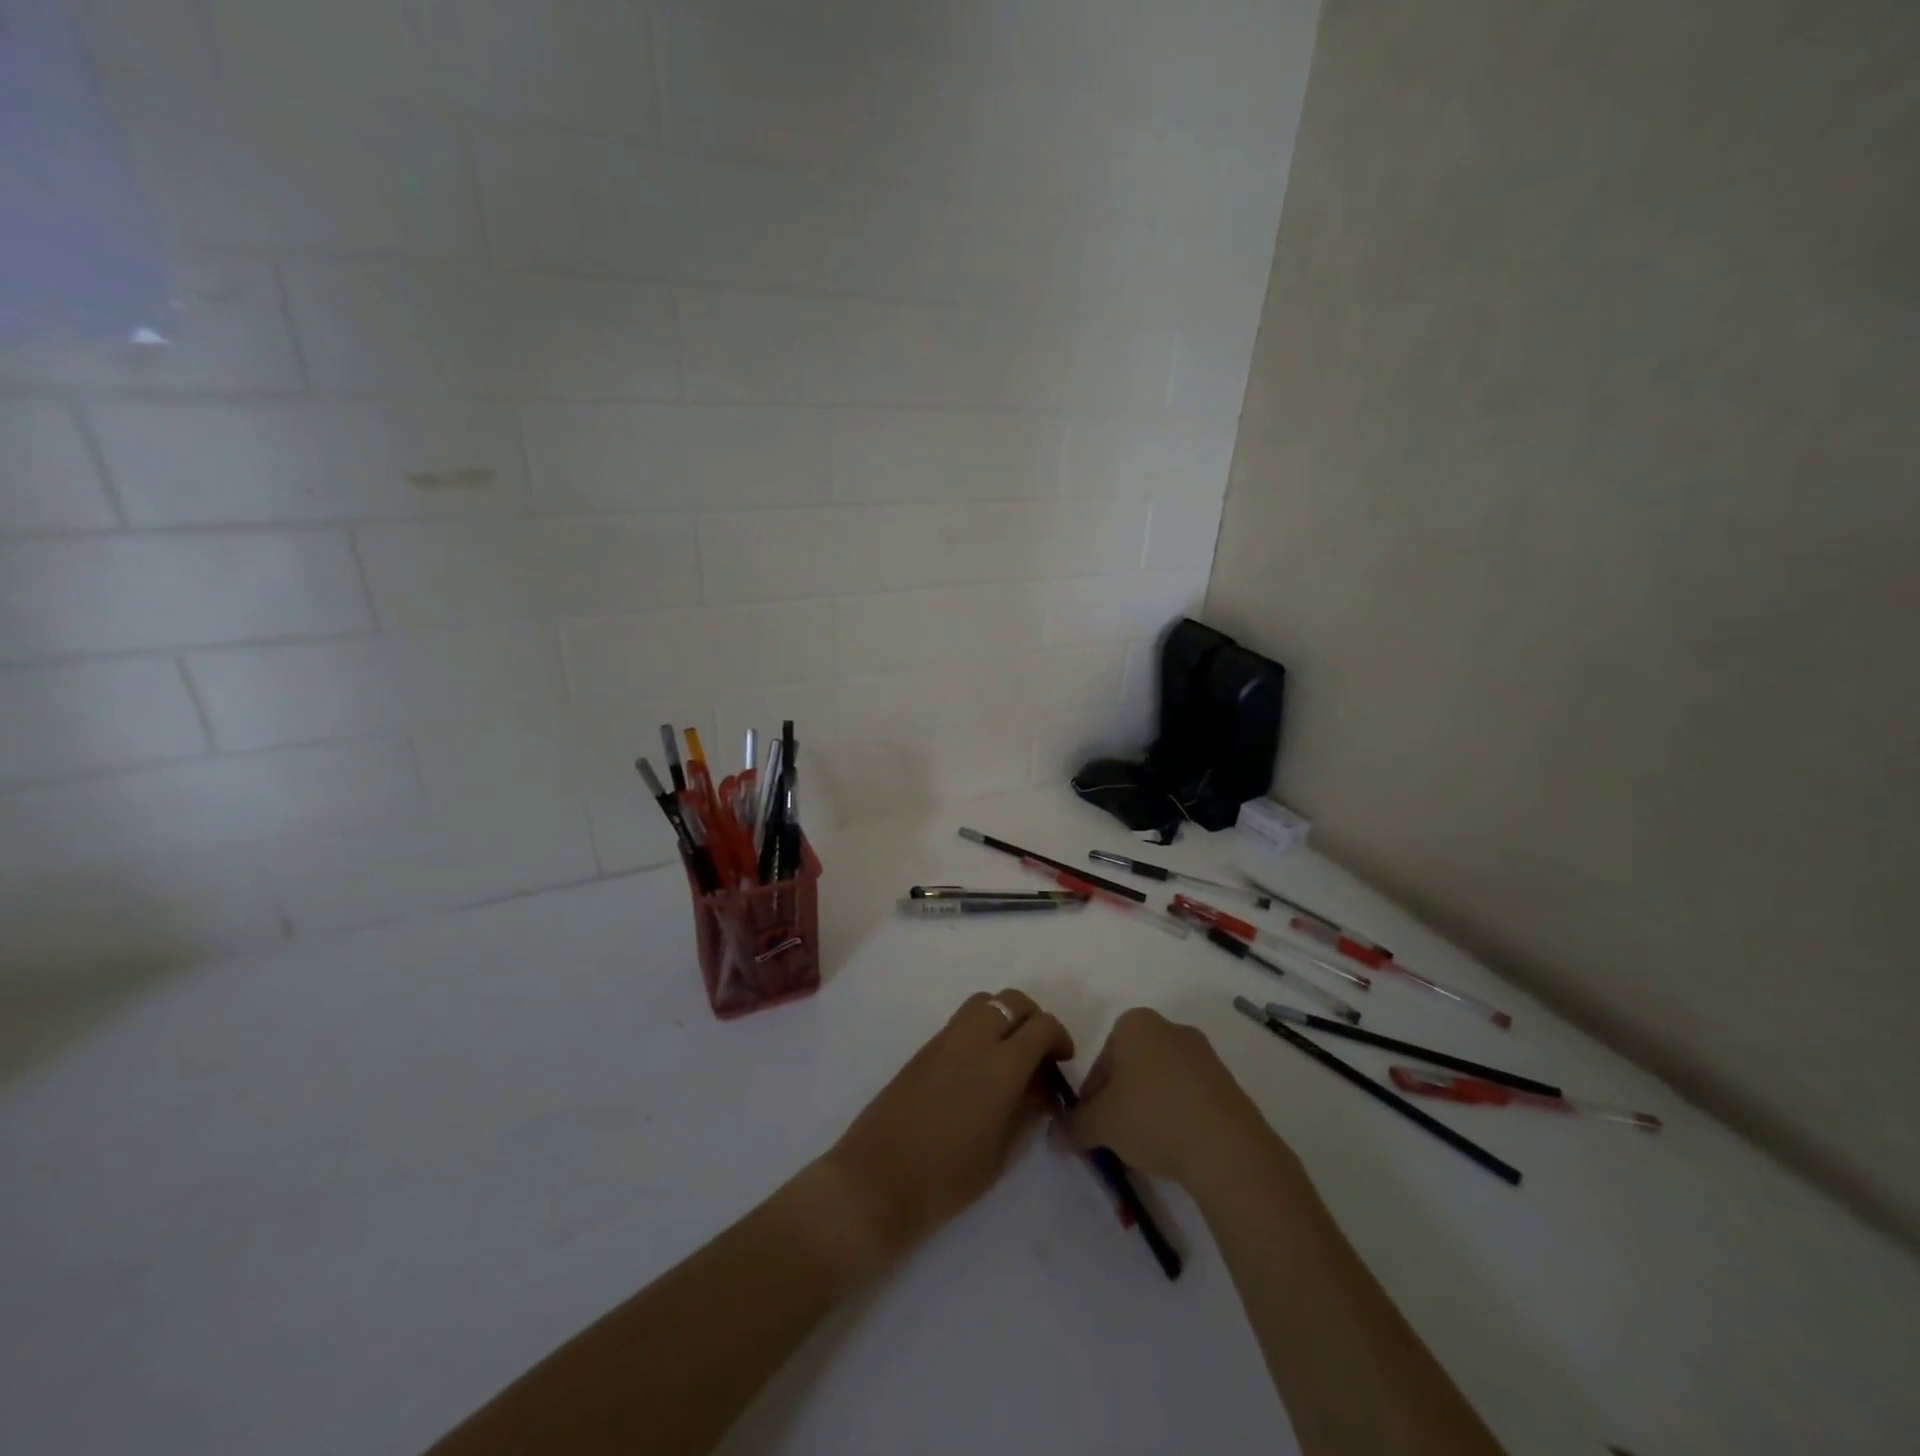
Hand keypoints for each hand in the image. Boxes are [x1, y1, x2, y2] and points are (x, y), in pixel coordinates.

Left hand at [822, 989, 1072, 1265]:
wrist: (876, 1180)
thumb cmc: (945, 1179)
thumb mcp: (999, 1154)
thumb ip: (1025, 1112)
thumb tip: (1041, 1089)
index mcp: (1000, 1066)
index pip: (1041, 1026)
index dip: (1059, 1038)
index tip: (1062, 1063)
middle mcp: (973, 1040)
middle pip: (1012, 1000)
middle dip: (1033, 1018)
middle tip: (1039, 1054)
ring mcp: (944, 1040)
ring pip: (983, 1002)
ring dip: (1003, 1016)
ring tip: (1008, 1056)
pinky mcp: (923, 1048)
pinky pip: (960, 1021)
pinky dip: (979, 1028)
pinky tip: (978, 1068)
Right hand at [1059, 1008, 1297, 1197]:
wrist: (1226, 1146)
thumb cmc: (1151, 1116)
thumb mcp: (1101, 1124)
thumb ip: (1073, 1126)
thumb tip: (1053, 1135)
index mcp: (1135, 1023)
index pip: (1101, 1059)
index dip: (1092, 1095)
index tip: (1094, 1125)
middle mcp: (1169, 1027)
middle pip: (1131, 1067)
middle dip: (1121, 1099)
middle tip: (1117, 1136)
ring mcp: (1203, 1054)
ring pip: (1161, 1081)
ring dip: (1149, 1108)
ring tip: (1147, 1148)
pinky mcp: (1227, 1082)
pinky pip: (1189, 1096)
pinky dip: (1177, 1116)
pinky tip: (1176, 1147)